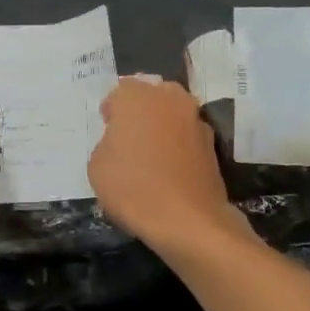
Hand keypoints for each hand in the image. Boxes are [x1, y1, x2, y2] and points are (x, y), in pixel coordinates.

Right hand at [89, 78, 249, 253]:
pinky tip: (170, 168)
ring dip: (162, 126)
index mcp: (136, 96)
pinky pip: (187, 136)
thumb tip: (121, 142)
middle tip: (129, 137)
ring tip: (151, 154)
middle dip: (140, 111)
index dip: (111, 111)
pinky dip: (179, 145)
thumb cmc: (133, 187)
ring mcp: (195, 119)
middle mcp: (169, 98)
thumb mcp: (97, 166)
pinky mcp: (212, 143)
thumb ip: (107, 143)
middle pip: (151, 95)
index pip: (119, 92)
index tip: (107, 130)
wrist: (187, 218)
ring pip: (173, 114)